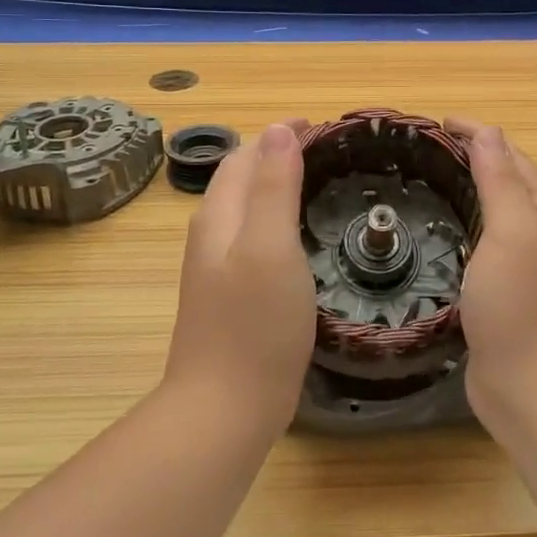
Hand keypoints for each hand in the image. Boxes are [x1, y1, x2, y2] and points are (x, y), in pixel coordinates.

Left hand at [163, 121, 313, 432]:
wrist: (224, 409)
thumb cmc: (254, 324)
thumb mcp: (270, 246)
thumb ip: (274, 186)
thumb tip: (278, 128)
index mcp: (219, 216)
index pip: (245, 155)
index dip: (278, 135)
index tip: (322, 127)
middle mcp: (211, 235)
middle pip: (240, 179)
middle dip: (276, 154)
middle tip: (325, 151)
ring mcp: (217, 268)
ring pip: (246, 209)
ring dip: (275, 185)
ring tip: (317, 183)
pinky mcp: (229, 296)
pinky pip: (253, 238)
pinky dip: (276, 219)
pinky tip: (299, 238)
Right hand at [448, 121, 536, 429]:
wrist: (532, 389)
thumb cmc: (522, 306)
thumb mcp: (512, 233)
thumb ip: (500, 180)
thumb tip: (488, 132)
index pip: (512, 156)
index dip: (478, 134)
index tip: (436, 124)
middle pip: (506, 180)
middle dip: (471, 158)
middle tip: (424, 150)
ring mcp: (527, 264)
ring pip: (494, 212)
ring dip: (466, 190)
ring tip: (426, 181)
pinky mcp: (506, 291)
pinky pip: (483, 242)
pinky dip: (462, 224)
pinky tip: (439, 230)